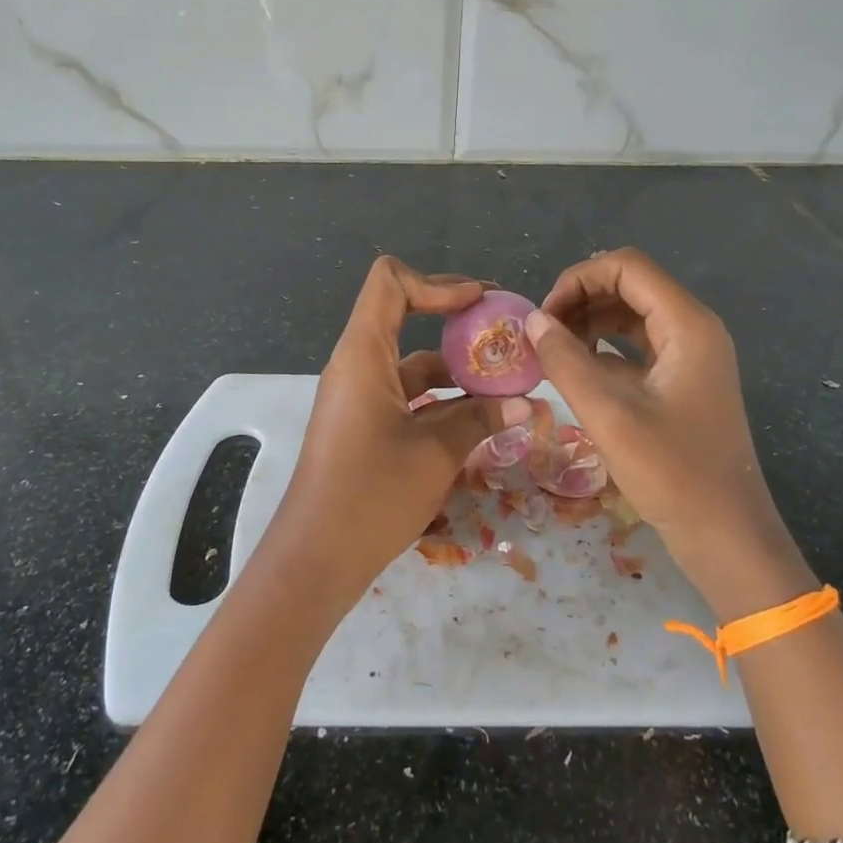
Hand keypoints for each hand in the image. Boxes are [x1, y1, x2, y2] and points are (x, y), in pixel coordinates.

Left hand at [254, 257, 530, 612]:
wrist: (315, 560)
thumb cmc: (371, 495)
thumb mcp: (436, 452)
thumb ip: (481, 419)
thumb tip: (527, 403)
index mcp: (363, 354)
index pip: (391, 283)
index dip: (438, 283)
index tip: (481, 304)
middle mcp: (358, 365)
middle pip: (405, 316)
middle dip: (458, 321)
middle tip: (507, 334)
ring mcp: (361, 397)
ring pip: (413, 362)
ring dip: (457, 367)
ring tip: (510, 382)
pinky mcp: (366, 425)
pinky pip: (408, 395)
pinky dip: (443, 398)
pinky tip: (483, 418)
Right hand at [525, 249, 812, 612]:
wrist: (728, 538)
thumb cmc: (673, 474)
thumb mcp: (609, 415)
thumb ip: (565, 361)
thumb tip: (531, 320)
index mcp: (687, 325)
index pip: (627, 267)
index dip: (578, 279)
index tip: (544, 316)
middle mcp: (693, 329)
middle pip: (629, 286)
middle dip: (580, 300)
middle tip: (542, 335)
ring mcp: (690, 357)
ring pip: (631, 316)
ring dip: (589, 323)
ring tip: (552, 352)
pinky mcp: (682, 382)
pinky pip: (637, 348)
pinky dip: (604, 350)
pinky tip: (575, 374)